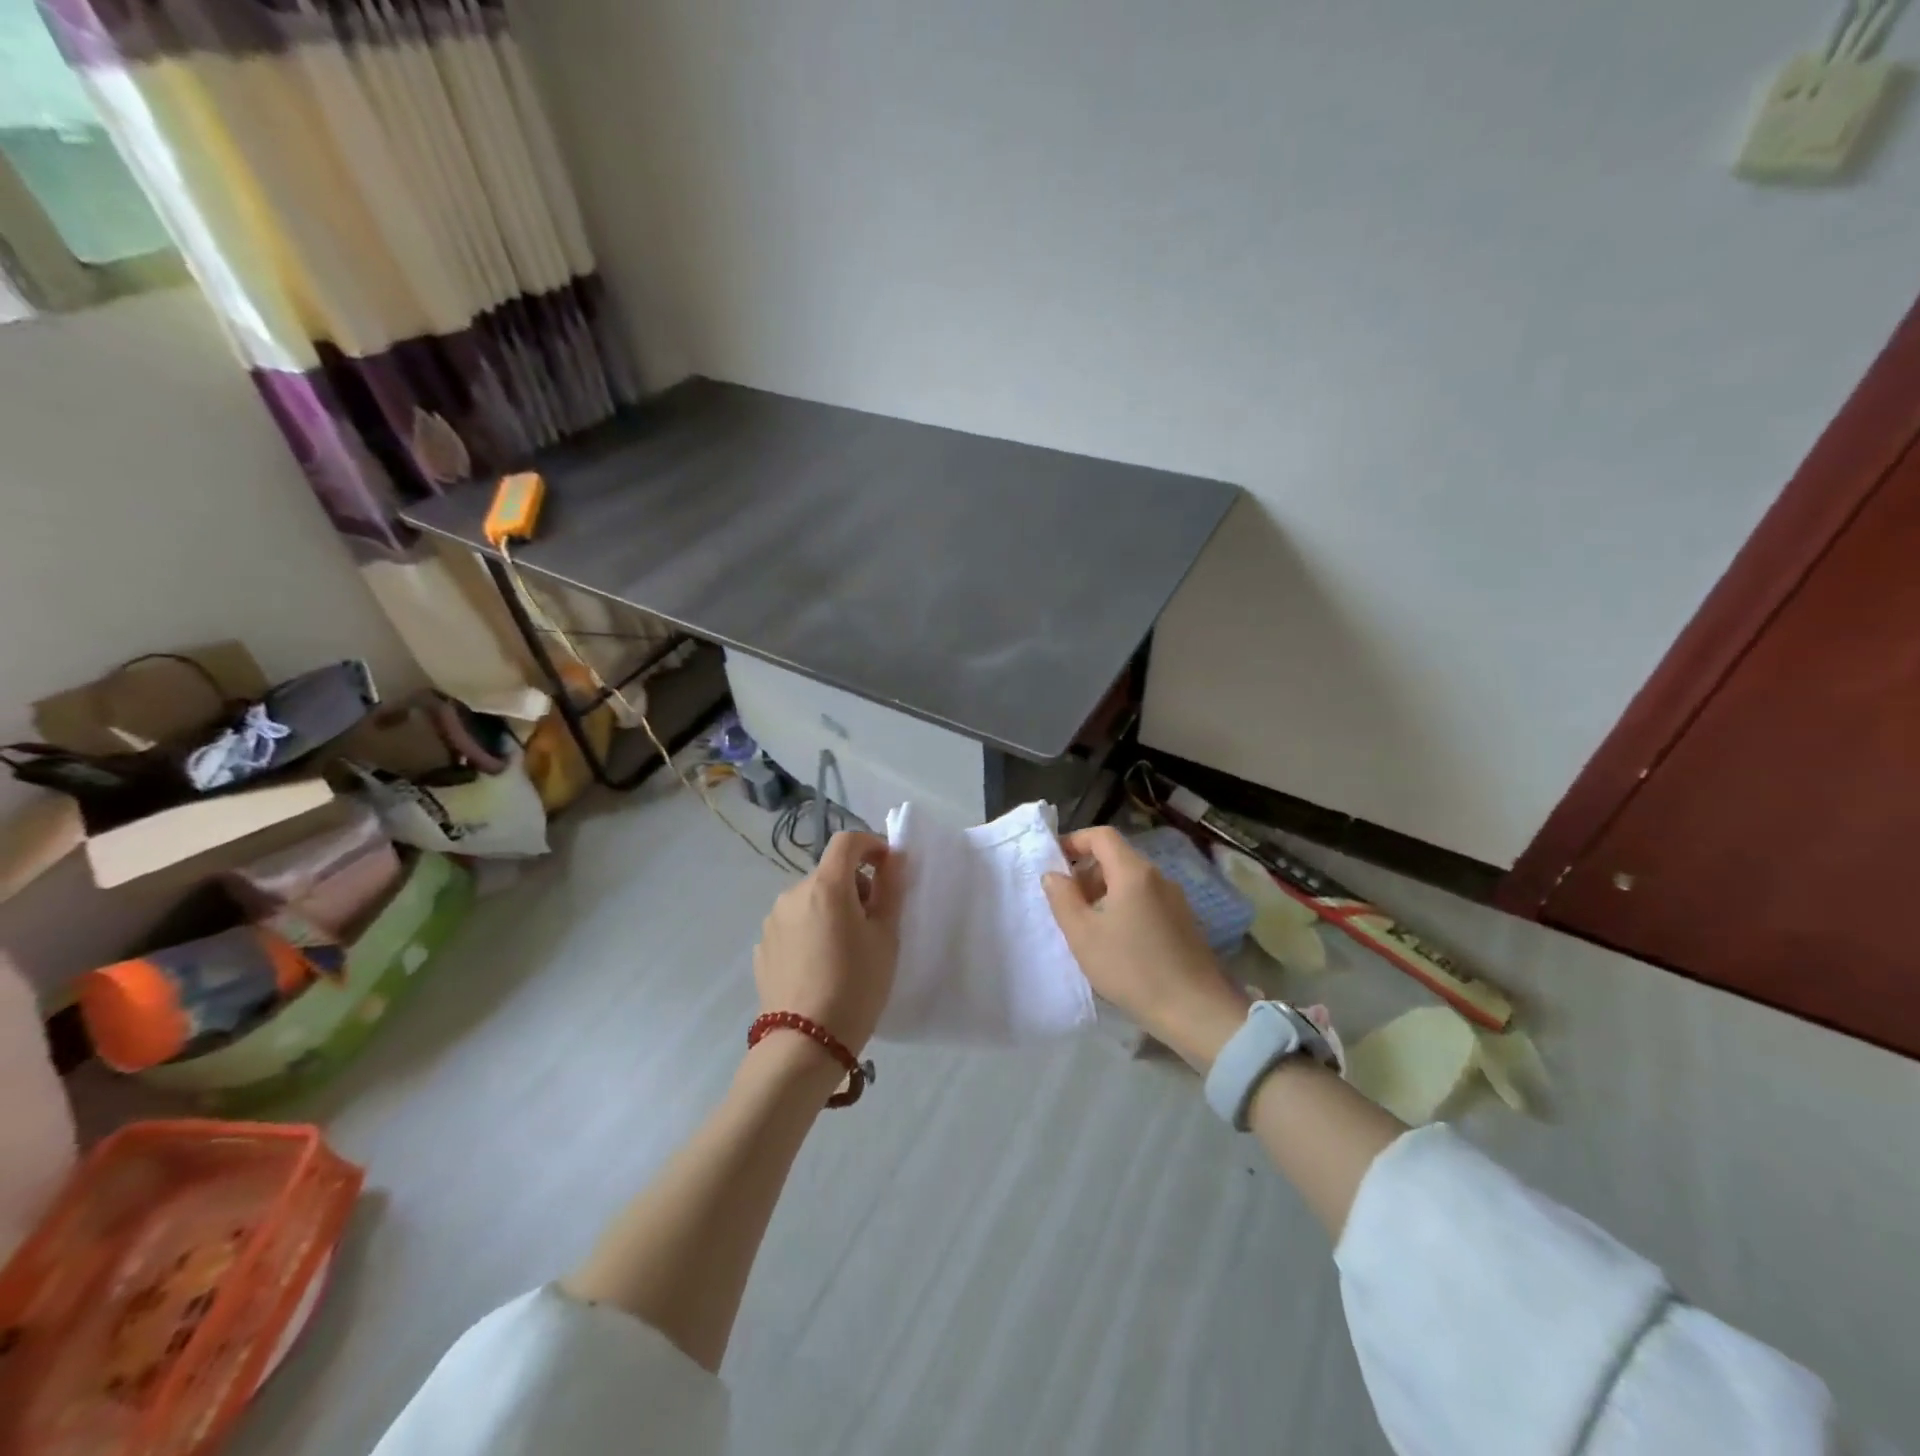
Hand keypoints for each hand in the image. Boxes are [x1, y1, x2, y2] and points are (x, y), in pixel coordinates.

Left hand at [753, 830, 903, 1055]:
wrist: (805, 1044)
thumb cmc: (856, 985)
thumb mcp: (885, 937)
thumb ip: (890, 890)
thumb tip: (892, 858)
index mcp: (826, 886)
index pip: (847, 842)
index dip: (871, 845)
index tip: (888, 868)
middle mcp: (792, 894)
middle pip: (830, 873)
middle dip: (855, 886)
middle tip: (874, 923)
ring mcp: (772, 921)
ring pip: (810, 900)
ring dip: (830, 909)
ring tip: (846, 949)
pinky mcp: (762, 948)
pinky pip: (794, 925)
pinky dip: (811, 931)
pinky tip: (821, 966)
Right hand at [1043, 827, 1248, 1068]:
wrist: (1195, 1011)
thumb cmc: (1131, 969)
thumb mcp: (1083, 935)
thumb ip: (1062, 899)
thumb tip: (1053, 874)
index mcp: (1133, 872)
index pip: (1102, 836)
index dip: (1075, 841)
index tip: (1055, 862)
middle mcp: (1158, 877)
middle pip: (1117, 857)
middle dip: (1087, 871)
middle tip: (1067, 902)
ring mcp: (1175, 899)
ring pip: (1132, 880)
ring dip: (1104, 891)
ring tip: (1088, 925)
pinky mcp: (1184, 922)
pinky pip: (1147, 900)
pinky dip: (1125, 906)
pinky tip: (1117, 941)